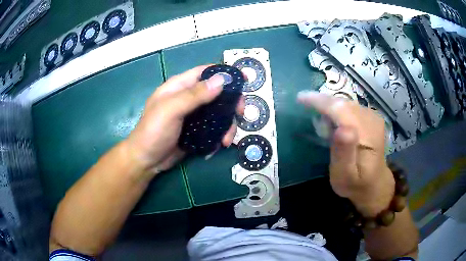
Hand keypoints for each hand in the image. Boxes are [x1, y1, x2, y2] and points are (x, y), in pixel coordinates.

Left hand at [125, 65, 244, 177]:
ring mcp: (193, 115)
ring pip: (218, 113)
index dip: (224, 73)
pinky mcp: (196, 131)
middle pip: (217, 93)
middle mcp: (188, 98)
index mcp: (180, 86)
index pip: (205, 72)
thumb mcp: (171, 110)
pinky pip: (214, 128)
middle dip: (231, 102)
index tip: (244, 80)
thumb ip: (194, 95)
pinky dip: (220, 135)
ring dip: (227, 124)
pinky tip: (219, 146)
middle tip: (241, 113)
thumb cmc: (153, 131)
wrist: (146, 161)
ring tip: (227, 140)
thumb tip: (222, 80)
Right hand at [297, 91, 394, 216]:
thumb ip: (344, 154)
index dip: (320, 102)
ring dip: (329, 106)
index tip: (300, 98)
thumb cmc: (356, 184)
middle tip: (305, 109)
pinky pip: (350, 106)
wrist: (374, 183)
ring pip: (345, 103)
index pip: (341, 110)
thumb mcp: (345, 176)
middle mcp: (372, 120)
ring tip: (319, 119)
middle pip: (343, 103)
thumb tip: (341, 129)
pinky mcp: (371, 117)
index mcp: (367, 135)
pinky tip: (332, 121)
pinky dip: (337, 109)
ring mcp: (373, 116)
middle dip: (323, 103)